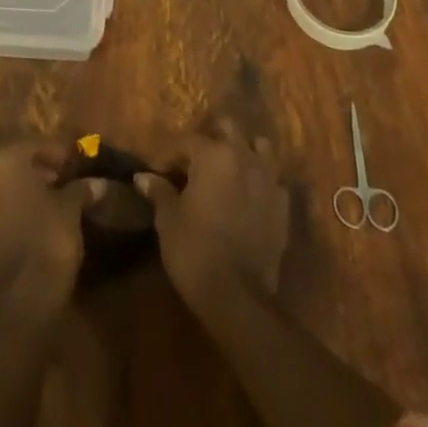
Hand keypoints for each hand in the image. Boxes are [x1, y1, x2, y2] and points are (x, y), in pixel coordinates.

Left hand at [0, 140, 100, 308]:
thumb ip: (80, 190)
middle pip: (10, 169)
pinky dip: (3, 224)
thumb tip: (98, 183)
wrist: (20, 304)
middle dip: (34, 175)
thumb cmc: (48, 241)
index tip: (73, 167)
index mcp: (2, 162)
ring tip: (43, 213)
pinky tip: (24, 237)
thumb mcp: (71, 210)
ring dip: (16, 199)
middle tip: (60, 187)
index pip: (33, 146)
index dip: (56, 155)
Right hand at [135, 118, 288, 302]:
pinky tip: (248, 197)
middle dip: (211, 139)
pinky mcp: (283, 206)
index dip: (169, 155)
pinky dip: (260, 181)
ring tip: (228, 170)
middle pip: (228, 129)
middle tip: (193, 162)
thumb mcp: (169, 220)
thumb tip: (143, 178)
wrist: (238, 297)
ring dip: (243, 152)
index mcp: (213, 155)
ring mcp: (269, 180)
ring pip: (259, 147)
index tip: (156, 172)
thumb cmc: (195, 250)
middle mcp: (244, 157)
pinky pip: (273, 180)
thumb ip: (159, 192)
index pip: (186, 141)